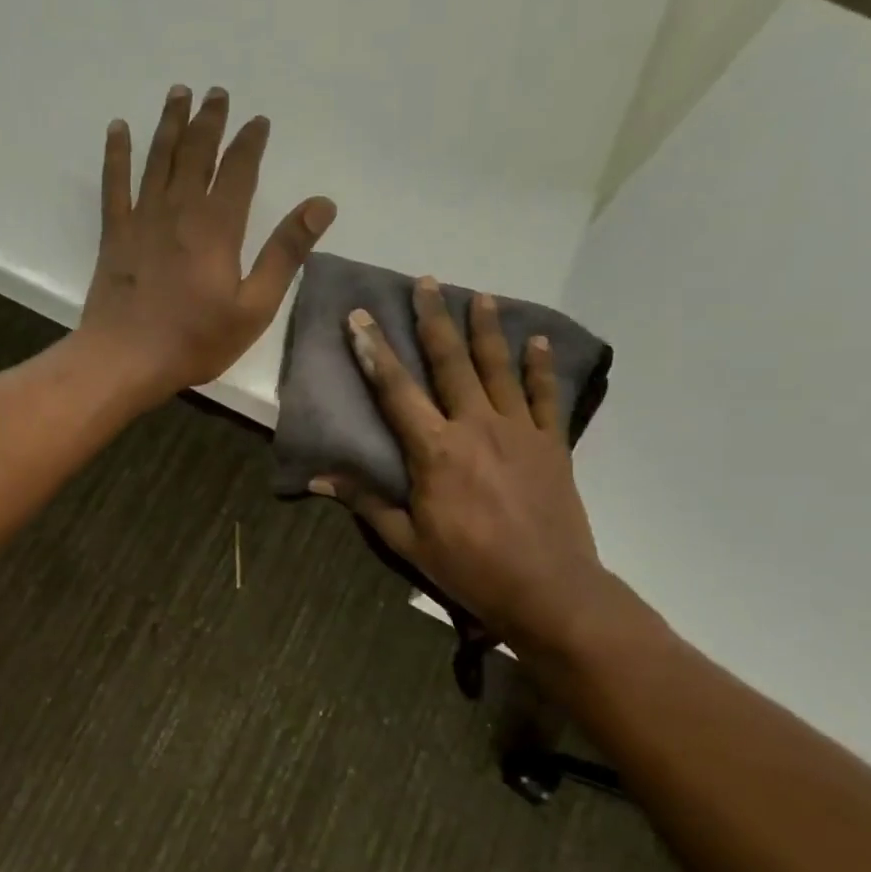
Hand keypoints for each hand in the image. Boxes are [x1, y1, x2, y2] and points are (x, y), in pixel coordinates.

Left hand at [76, 85, 335, 404]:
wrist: (126, 359)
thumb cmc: (195, 341)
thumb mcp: (254, 306)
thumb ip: (285, 253)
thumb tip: (321, 204)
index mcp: (218, 226)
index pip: (239, 169)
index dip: (250, 141)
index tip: (258, 120)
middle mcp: (179, 210)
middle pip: (197, 153)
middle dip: (210, 121)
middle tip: (216, 93)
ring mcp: (143, 219)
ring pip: (158, 158)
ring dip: (170, 124)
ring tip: (178, 92)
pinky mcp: (115, 234)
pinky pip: (115, 183)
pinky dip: (117, 153)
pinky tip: (118, 128)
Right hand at [314, 279, 613, 655]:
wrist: (548, 589)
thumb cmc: (469, 566)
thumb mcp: (407, 540)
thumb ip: (366, 501)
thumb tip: (318, 477)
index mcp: (435, 451)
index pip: (396, 391)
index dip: (375, 352)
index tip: (360, 318)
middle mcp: (476, 427)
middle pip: (451, 363)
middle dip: (434, 320)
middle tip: (426, 282)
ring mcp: (519, 431)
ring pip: (498, 369)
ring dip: (486, 329)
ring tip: (478, 296)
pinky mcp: (552, 444)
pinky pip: (545, 396)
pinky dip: (540, 367)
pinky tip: (536, 341)